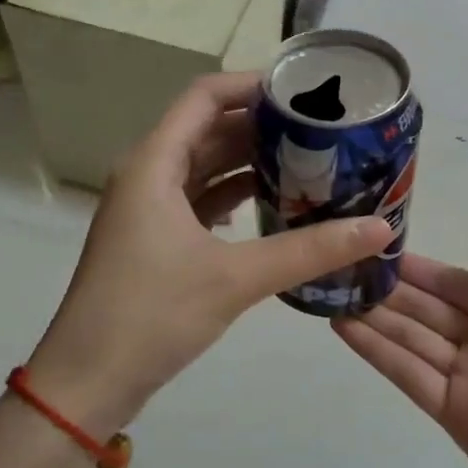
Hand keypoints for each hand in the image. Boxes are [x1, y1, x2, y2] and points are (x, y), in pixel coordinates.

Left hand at [29, 72, 391, 435]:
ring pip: (205, 167)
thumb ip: (309, 250)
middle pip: (208, 129)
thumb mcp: (236, 278)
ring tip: (310, 162)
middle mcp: (147, 174)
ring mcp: (148, 209)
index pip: (204, 97)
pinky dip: (235, 196)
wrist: (87, 382)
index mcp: (154, 164)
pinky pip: (200, 200)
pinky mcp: (155, 240)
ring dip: (250, 162)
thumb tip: (380, 228)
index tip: (304, 92)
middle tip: (322, 129)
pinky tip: (274, 205)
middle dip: (262, 126)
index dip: (251, 85)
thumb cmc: (151, 315)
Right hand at [333, 243, 467, 467]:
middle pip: (429, 310)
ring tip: (331, 292)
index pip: (459, 284)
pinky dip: (377, 353)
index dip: (421, 269)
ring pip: (411, 339)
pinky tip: (346, 328)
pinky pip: (410, 376)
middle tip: (342, 267)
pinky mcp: (454, 416)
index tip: (378, 250)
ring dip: (373, 316)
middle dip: (389, 290)